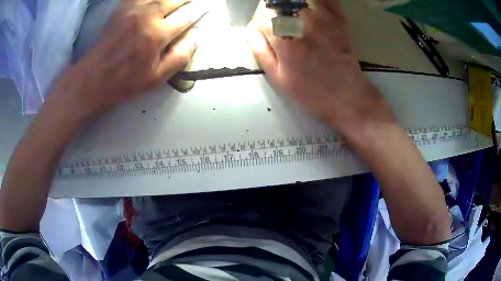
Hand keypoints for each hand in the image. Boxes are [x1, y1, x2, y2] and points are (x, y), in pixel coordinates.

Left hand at [61, 0, 208, 117]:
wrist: (93, 78)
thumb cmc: (125, 82)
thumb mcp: (156, 79)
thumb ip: (178, 58)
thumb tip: (194, 40)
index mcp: (157, 35)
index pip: (187, 17)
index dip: (199, 11)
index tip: (206, 7)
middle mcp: (147, 16)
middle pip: (175, 0)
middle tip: (192, 1)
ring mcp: (133, 9)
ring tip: (177, 1)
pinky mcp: (122, 8)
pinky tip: (154, 1)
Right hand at [248, 0, 393, 132]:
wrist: (346, 94)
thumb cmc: (310, 90)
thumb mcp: (277, 77)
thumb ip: (259, 49)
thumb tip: (251, 28)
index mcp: (284, 38)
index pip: (262, 13)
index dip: (261, 19)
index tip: (266, 27)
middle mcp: (302, 22)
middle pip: (278, 0)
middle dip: (274, 9)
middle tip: (280, 21)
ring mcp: (323, 16)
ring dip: (292, 4)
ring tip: (295, 16)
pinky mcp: (338, 16)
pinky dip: (314, 1)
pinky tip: (310, 10)